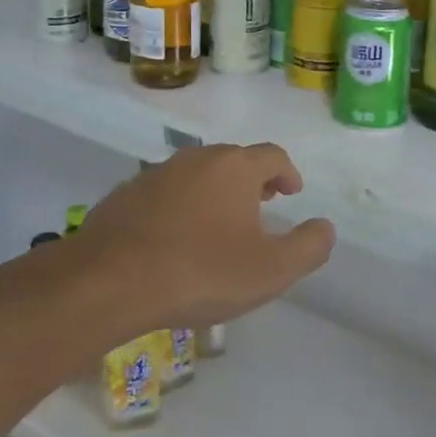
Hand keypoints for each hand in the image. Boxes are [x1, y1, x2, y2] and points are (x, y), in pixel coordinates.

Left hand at [73, 144, 335, 337]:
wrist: (110, 280)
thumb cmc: (201, 272)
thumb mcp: (271, 270)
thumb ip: (308, 247)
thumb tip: (326, 227)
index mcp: (234, 168)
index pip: (272, 156)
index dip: (287, 172)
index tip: (292, 192)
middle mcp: (196, 159)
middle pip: (233, 160)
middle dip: (252, 180)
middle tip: (262, 205)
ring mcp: (156, 173)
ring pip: (197, 174)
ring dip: (215, 192)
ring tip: (220, 223)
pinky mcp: (125, 194)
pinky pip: (165, 193)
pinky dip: (180, 206)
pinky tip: (176, 238)